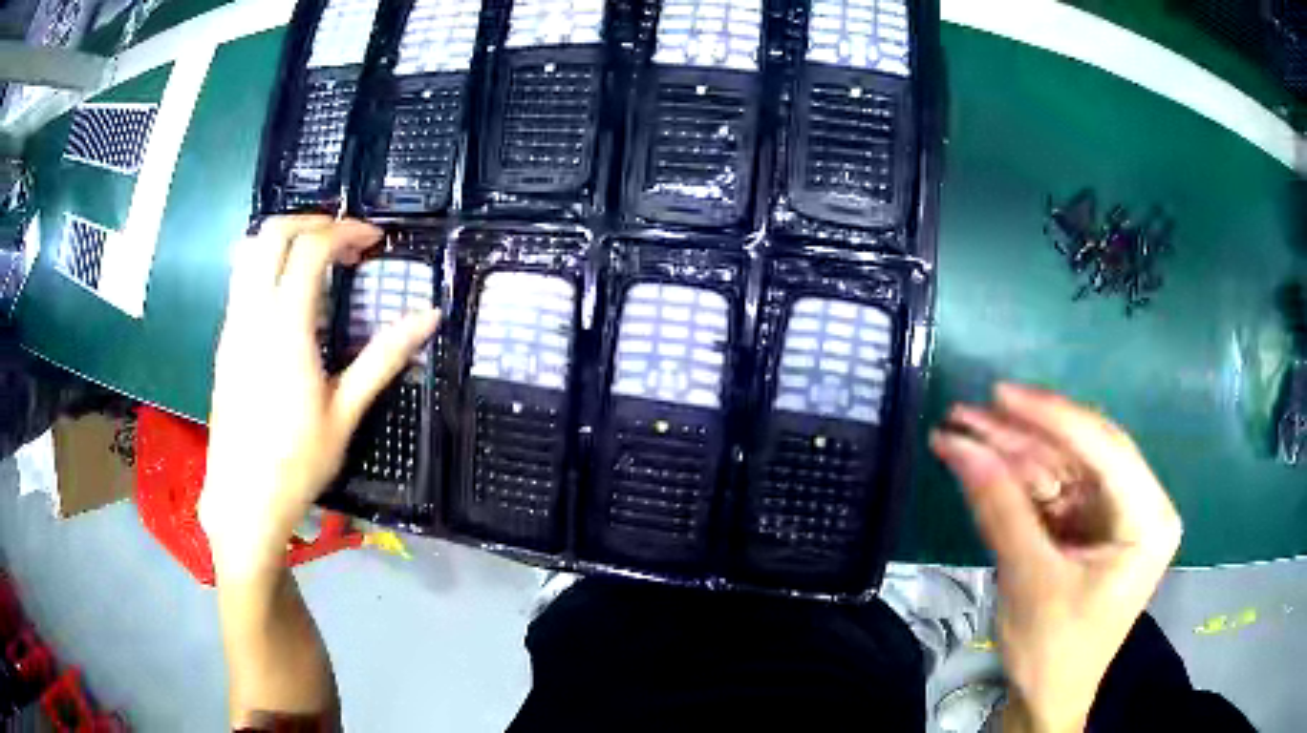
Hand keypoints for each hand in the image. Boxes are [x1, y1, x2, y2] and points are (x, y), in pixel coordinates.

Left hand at [199, 216, 439, 580]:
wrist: (243, 500)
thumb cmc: (297, 462)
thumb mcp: (346, 412)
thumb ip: (384, 356)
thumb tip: (429, 316)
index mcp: (285, 327)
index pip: (311, 248)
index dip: (345, 231)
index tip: (373, 241)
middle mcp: (252, 314)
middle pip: (272, 233)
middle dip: (311, 220)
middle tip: (343, 239)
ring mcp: (232, 325)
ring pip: (249, 250)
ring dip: (284, 238)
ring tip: (316, 258)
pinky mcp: (225, 341)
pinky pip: (241, 278)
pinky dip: (267, 263)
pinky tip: (289, 296)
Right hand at [931, 384, 1181, 732]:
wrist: (1046, 699)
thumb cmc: (1053, 652)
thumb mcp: (1029, 582)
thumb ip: (1001, 510)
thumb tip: (960, 448)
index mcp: (1148, 519)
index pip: (1104, 449)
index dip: (1051, 417)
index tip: (1000, 394)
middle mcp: (1139, 504)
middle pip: (1081, 451)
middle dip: (1022, 434)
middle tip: (967, 413)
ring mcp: (1113, 512)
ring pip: (1061, 465)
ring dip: (1011, 452)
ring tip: (959, 432)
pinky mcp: (1088, 524)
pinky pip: (1052, 489)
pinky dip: (1014, 479)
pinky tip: (980, 463)